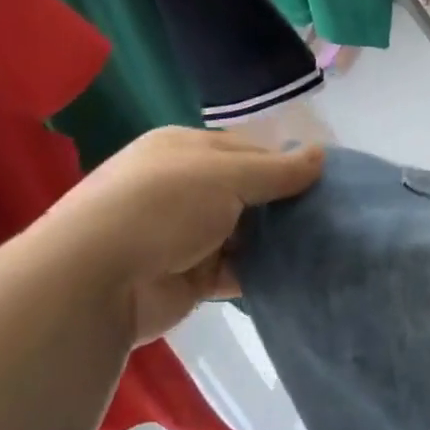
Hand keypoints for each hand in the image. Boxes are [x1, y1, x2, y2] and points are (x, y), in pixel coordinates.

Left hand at [31, 128, 323, 343]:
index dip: (286, 164)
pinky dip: (264, 273)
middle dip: (286, 204)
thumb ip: (278, 170)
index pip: (248, 151)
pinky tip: (300, 273)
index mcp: (185, 149)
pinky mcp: (191, 277)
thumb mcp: (226, 175)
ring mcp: (187, 234)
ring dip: (278, 241)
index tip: (327, 182)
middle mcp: (185, 188)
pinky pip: (238, 271)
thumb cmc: (162, 207)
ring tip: (327, 244)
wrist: (96, 280)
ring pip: (246, 233)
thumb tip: (323, 155)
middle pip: (249, 192)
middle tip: (333, 215)